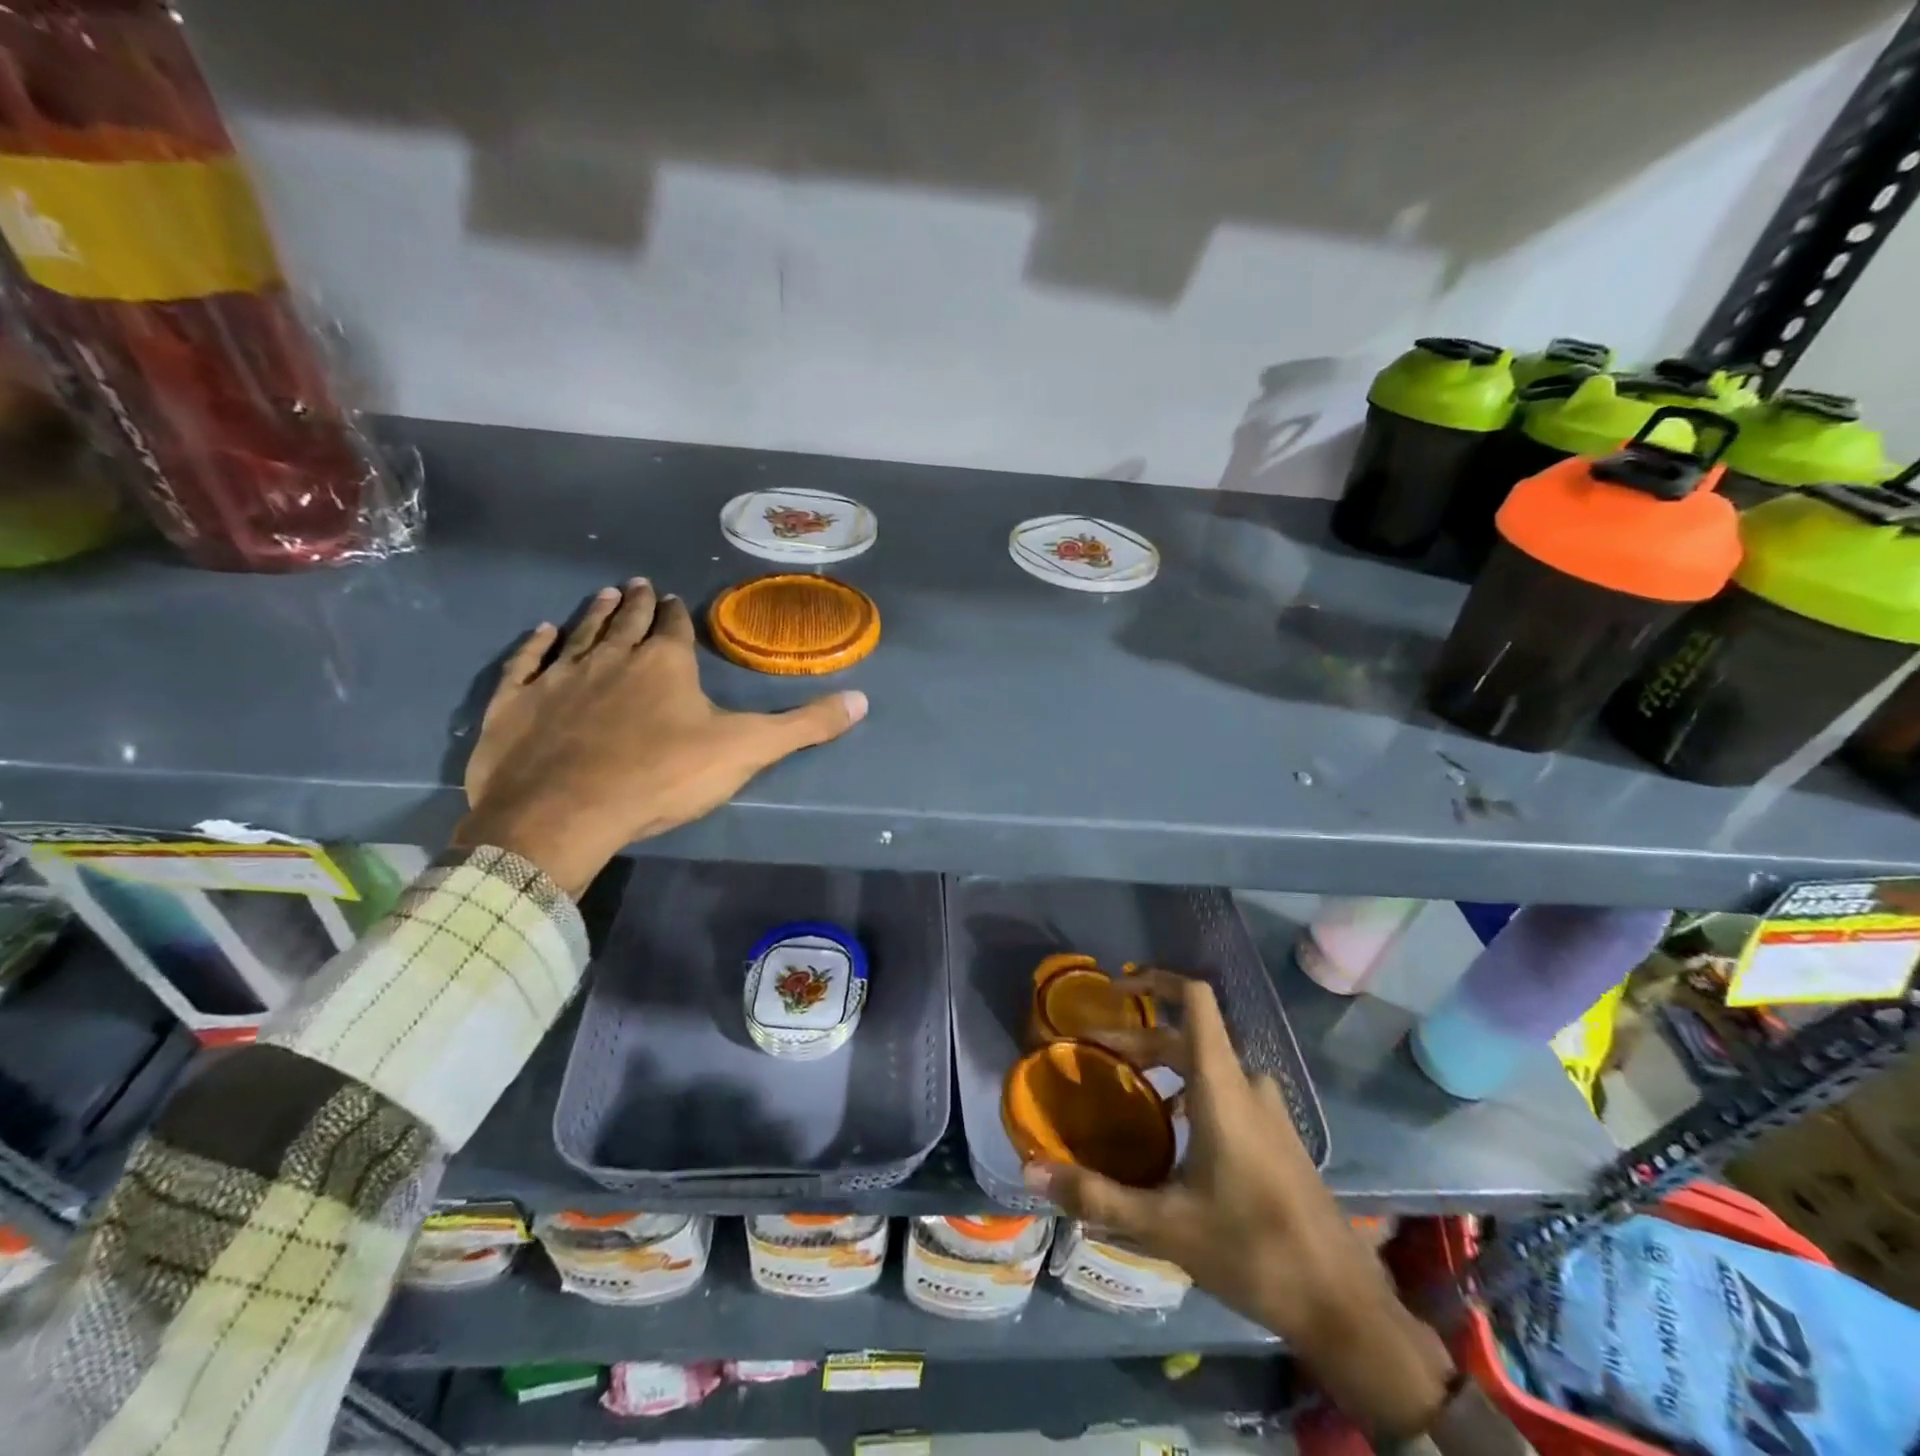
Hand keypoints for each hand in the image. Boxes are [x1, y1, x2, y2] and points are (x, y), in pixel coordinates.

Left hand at [454, 579, 866, 896]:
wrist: (564, 813)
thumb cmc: (661, 777)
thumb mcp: (746, 751)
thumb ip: (804, 726)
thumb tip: (862, 700)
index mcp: (665, 664)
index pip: (677, 629)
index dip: (681, 615)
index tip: (679, 600)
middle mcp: (612, 658)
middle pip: (629, 622)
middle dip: (640, 604)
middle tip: (640, 584)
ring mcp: (559, 677)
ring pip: (581, 633)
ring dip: (595, 614)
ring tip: (606, 595)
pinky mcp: (517, 703)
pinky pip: (527, 663)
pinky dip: (534, 645)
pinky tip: (540, 632)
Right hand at [1025, 970, 1455, 1438]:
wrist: (1344, 1306)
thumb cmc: (1252, 1250)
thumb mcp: (1165, 1225)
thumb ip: (1097, 1195)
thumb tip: (1032, 1170)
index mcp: (1222, 1088)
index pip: (1196, 1000)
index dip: (1157, 980)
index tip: (1117, 987)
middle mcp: (1248, 1086)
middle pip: (1188, 1037)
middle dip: (1139, 1040)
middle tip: (1095, 1056)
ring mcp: (1269, 1111)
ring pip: (1208, 1066)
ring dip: (1164, 1067)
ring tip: (1127, 1093)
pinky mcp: (1279, 1137)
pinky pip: (1227, 1092)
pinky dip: (1191, 1091)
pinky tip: (1171, 1135)